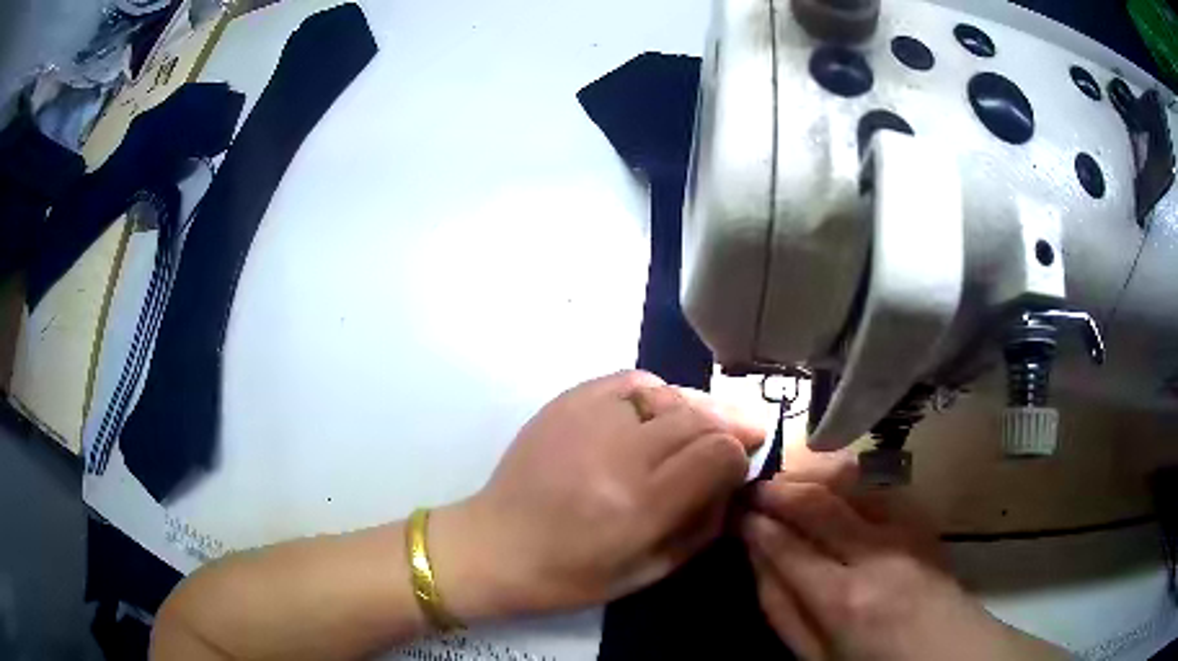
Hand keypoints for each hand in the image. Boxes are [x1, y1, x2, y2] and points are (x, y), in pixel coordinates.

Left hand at [431, 370, 766, 620]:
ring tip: (703, 426)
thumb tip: (733, 479)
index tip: (740, 466)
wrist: (495, 545)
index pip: (718, 455)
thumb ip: (703, 525)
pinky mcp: (566, 402)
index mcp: (640, 506)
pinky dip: (657, 394)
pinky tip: (658, 413)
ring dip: (697, 409)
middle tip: (745, 433)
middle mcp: (618, 455)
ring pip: (670, 394)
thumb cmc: (571, 575)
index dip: (740, 457)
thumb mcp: (650, 571)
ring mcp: (589, 420)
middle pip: (699, 418)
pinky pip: (631, 380)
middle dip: (730, 426)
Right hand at [742, 457, 1068, 660]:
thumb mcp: (817, 658)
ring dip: (812, 477)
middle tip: (754, 487)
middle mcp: (875, 553)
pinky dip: (849, 483)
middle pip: (818, 503)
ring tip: (788, 483)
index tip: (737, 510)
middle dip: (779, 488)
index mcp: (843, 599)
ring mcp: (905, 531)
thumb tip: (758, 561)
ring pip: (850, 484)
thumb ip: (783, 611)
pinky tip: (834, 490)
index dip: (757, 522)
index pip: (787, 544)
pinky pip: (879, 489)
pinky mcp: (923, 522)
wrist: (950, 653)